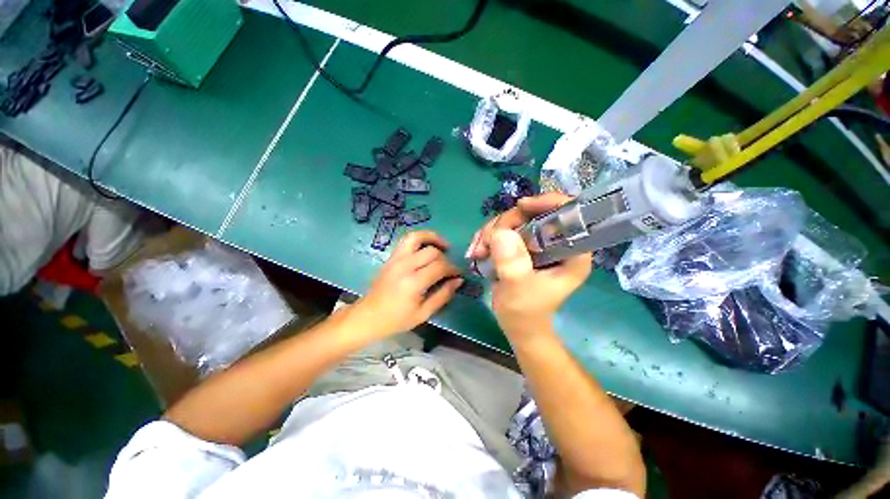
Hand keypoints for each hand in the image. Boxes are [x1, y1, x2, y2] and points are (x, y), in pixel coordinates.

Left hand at [350, 231, 461, 339]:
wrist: (368, 316)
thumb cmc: (396, 319)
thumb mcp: (423, 314)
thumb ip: (443, 295)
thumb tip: (458, 280)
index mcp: (413, 283)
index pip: (440, 266)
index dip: (453, 269)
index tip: (458, 275)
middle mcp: (404, 266)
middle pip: (432, 252)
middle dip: (445, 258)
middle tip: (449, 269)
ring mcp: (396, 259)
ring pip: (417, 237)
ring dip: (433, 238)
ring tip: (443, 246)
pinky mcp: (391, 257)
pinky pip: (407, 240)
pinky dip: (421, 238)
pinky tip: (428, 246)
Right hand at [466, 193, 591, 339]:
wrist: (517, 325)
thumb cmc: (525, 313)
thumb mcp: (518, 290)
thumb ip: (512, 264)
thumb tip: (501, 233)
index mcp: (571, 252)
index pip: (569, 214)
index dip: (548, 202)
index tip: (521, 206)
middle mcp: (556, 243)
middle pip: (533, 213)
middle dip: (505, 223)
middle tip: (486, 242)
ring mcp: (537, 244)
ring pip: (514, 220)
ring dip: (491, 231)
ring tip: (478, 251)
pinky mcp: (521, 247)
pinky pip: (503, 230)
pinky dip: (487, 237)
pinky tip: (478, 251)